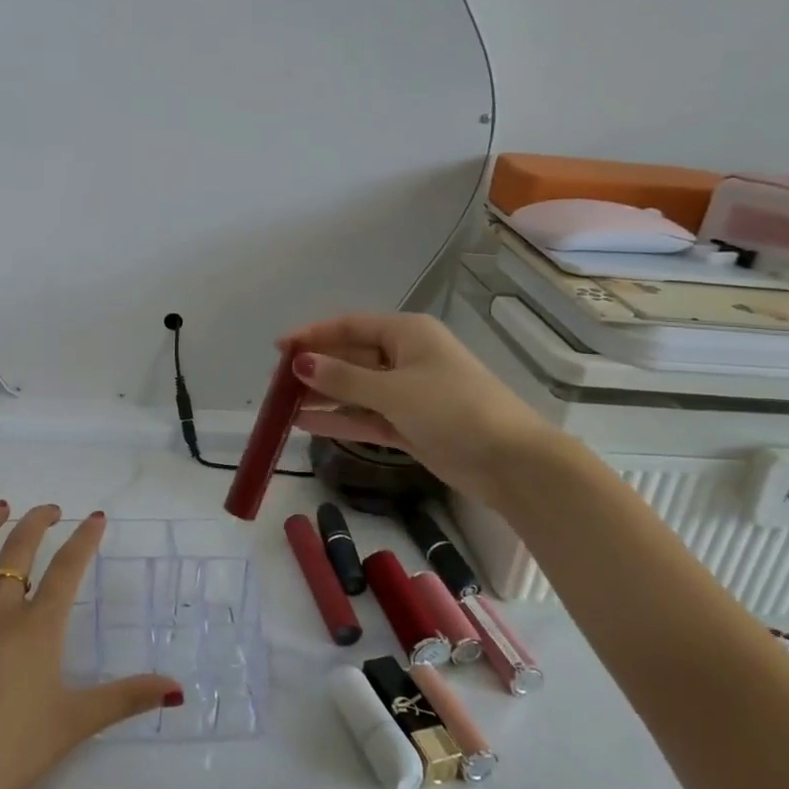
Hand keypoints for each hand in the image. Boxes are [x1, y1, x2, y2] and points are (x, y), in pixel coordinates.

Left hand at [0, 502, 181, 788]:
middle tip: (50, 510)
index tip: (96, 518)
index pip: (67, 568)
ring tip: (0, 507)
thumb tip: (177, 687)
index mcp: (38, 627)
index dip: (84, 539)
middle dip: (38, 522)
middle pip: (19, 549)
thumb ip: (125, 698)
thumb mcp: (76, 724)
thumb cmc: (12, 751)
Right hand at [280, 312, 552, 493]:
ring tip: (282, 407)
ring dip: (323, 396)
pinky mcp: (411, 425)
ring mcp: (408, 393)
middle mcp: (406, 358)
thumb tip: (300, 363)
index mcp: (407, 334)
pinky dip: (340, 419)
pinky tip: (306, 424)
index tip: (279, 349)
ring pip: (356, 389)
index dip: (313, 335)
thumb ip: (344, 378)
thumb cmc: (454, 409)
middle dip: (316, 369)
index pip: (350, 326)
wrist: (512, 462)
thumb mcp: (394, 390)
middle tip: (276, 384)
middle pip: (351, 357)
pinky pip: (367, 416)